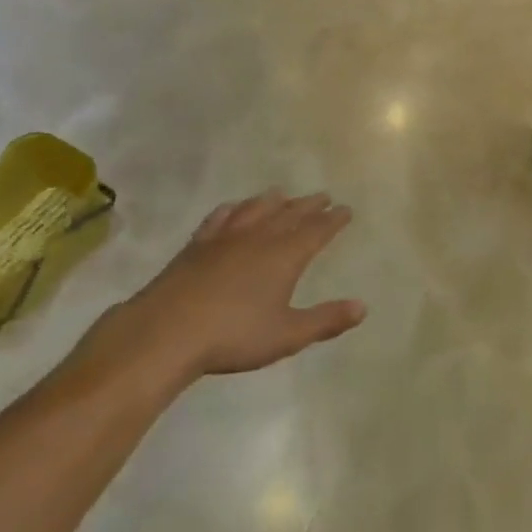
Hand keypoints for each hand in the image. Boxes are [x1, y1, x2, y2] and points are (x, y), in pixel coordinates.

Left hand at [88, 191, 365, 381]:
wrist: (168, 331)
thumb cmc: (234, 336)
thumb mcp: (286, 335)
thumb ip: (325, 320)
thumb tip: (363, 307)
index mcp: (285, 255)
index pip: (317, 230)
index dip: (333, 220)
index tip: (345, 210)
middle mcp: (260, 236)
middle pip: (290, 213)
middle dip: (310, 205)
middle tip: (323, 197)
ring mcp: (227, 236)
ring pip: (257, 209)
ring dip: (274, 201)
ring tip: (283, 195)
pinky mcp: (199, 243)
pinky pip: (221, 217)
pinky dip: (234, 209)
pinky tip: (234, 208)